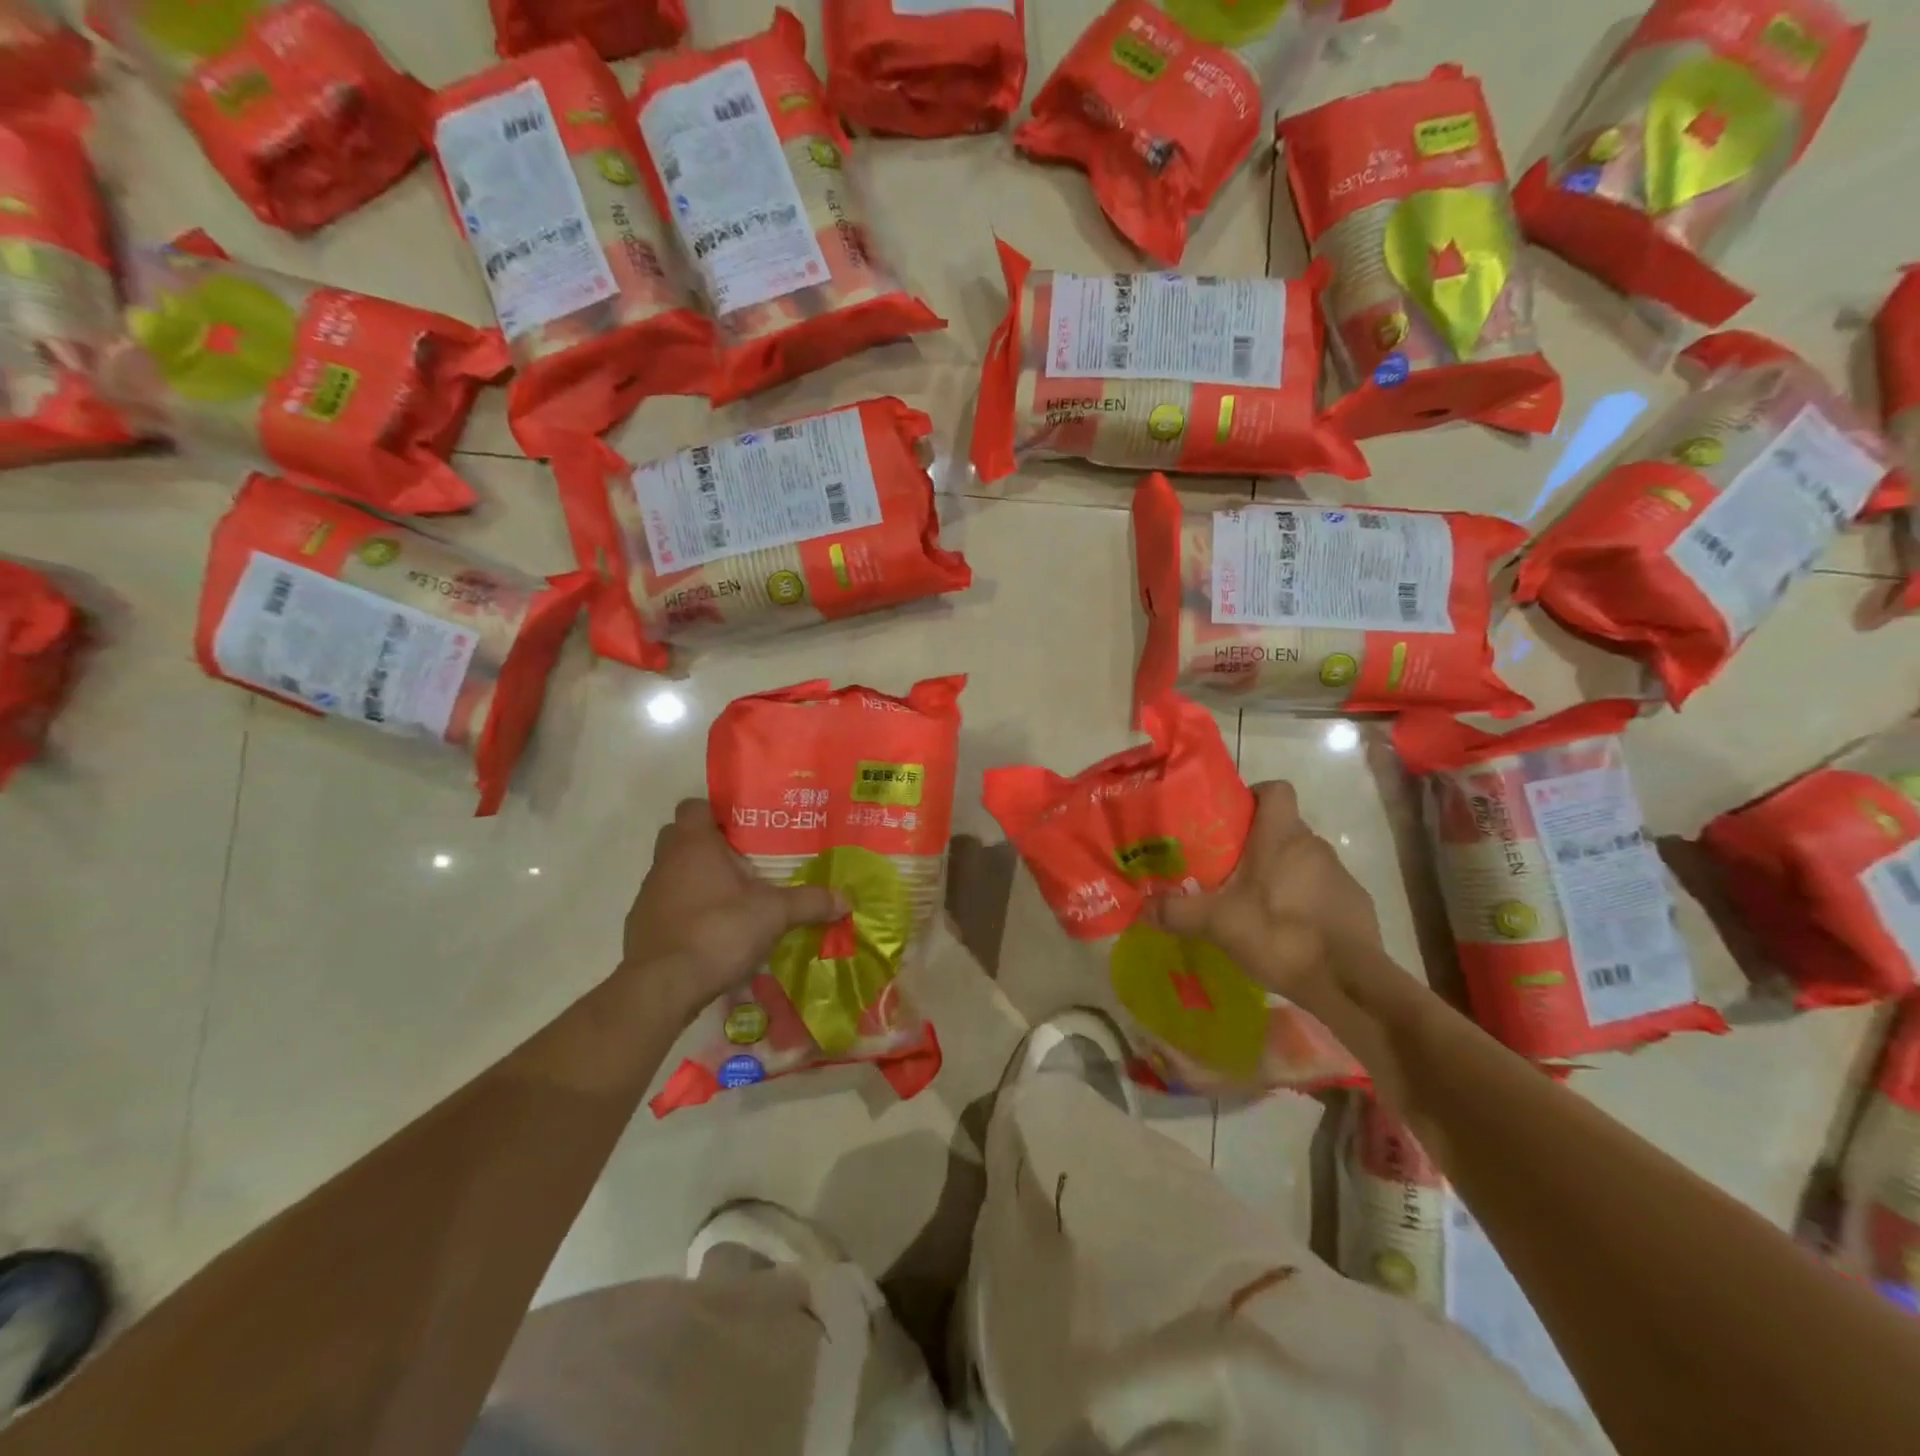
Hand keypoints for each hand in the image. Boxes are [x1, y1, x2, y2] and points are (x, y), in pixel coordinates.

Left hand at [625, 799, 845, 1017]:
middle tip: (746, 861)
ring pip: (675, 874)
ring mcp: (649, 895)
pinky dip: (689, 913)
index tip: (746, 827)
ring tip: (737, 899)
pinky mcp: (643, 928)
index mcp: (693, 844)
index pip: (695, 806)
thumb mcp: (775, 913)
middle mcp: (665, 862)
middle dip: (711, 846)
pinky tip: (716, 933)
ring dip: (700, 881)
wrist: (662, 987)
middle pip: (683, 838)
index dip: (718, 812)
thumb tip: (846, 899)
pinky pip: (669, 907)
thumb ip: (810, 901)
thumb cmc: (718, 930)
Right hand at [1145, 780, 1382, 1009]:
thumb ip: (1176, 911)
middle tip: (1227, 867)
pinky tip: (1286, 929)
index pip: (1276, 789)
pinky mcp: (1355, 904)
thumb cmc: (1280, 934)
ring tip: (1253, 902)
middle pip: (1283, 827)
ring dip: (1280, 873)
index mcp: (1281, 836)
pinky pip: (1322, 889)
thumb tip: (1140, 907)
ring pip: (1302, 860)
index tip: (1230, 819)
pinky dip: (1304, 900)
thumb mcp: (1217, 923)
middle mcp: (1314, 845)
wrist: (1348, 982)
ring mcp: (1340, 875)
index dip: (1254, 796)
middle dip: (1257, 842)